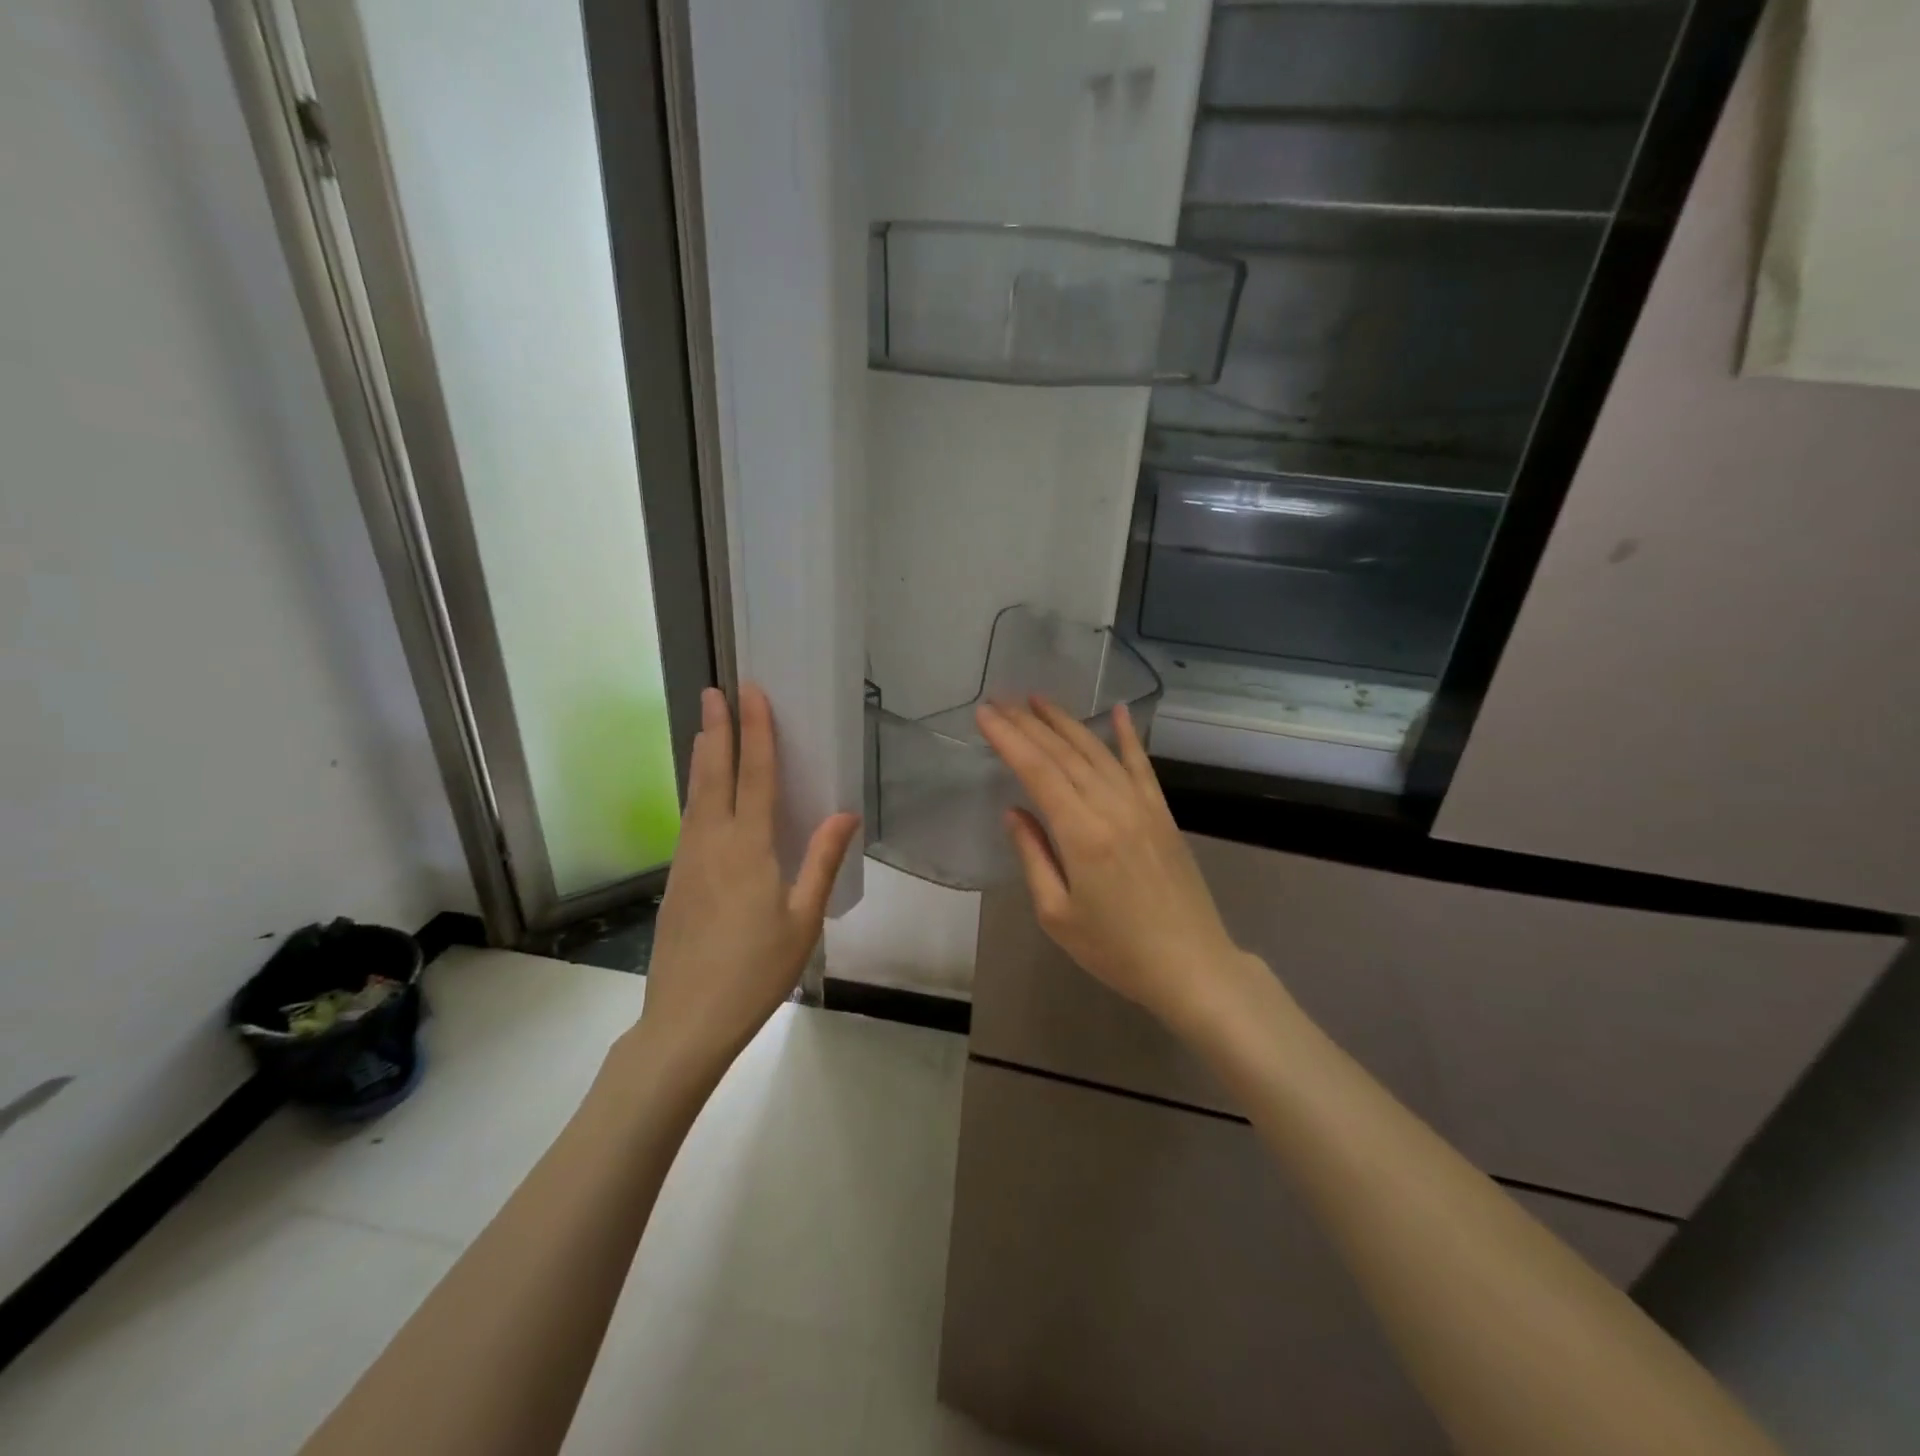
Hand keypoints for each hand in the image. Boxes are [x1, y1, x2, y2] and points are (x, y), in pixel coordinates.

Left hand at [639, 683, 859, 1079]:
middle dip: (716, 729)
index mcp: (748, 848)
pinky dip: (697, 793)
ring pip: (695, 796)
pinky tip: (702, 796)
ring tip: (705, 729)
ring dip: (703, 758)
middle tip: (713, 691)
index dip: (755, 731)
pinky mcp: (676, 880)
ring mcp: (687, 861)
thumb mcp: (803, 920)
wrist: (686, 1020)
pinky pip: (688, 821)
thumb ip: (822, 862)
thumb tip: (844, 813)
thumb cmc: (755, 972)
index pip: (755, 775)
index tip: (751, 693)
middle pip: (714, 774)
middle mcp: (711, 843)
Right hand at [976, 697, 1257, 1033]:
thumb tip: (1014, 812)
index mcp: (1081, 834)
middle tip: (1000, 700)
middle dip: (1029, 723)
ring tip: (1038, 700)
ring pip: (1097, 752)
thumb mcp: (1057, 914)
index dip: (1008, 739)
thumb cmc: (1116, 949)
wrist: (1191, 966)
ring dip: (1066, 722)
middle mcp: (1112, 807)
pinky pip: (1142, 765)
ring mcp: (1142, 806)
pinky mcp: (1163, 813)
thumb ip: (1033, 855)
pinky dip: (1127, 736)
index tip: (984, 714)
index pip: (1037, 771)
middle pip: (1064, 753)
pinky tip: (1117, 711)